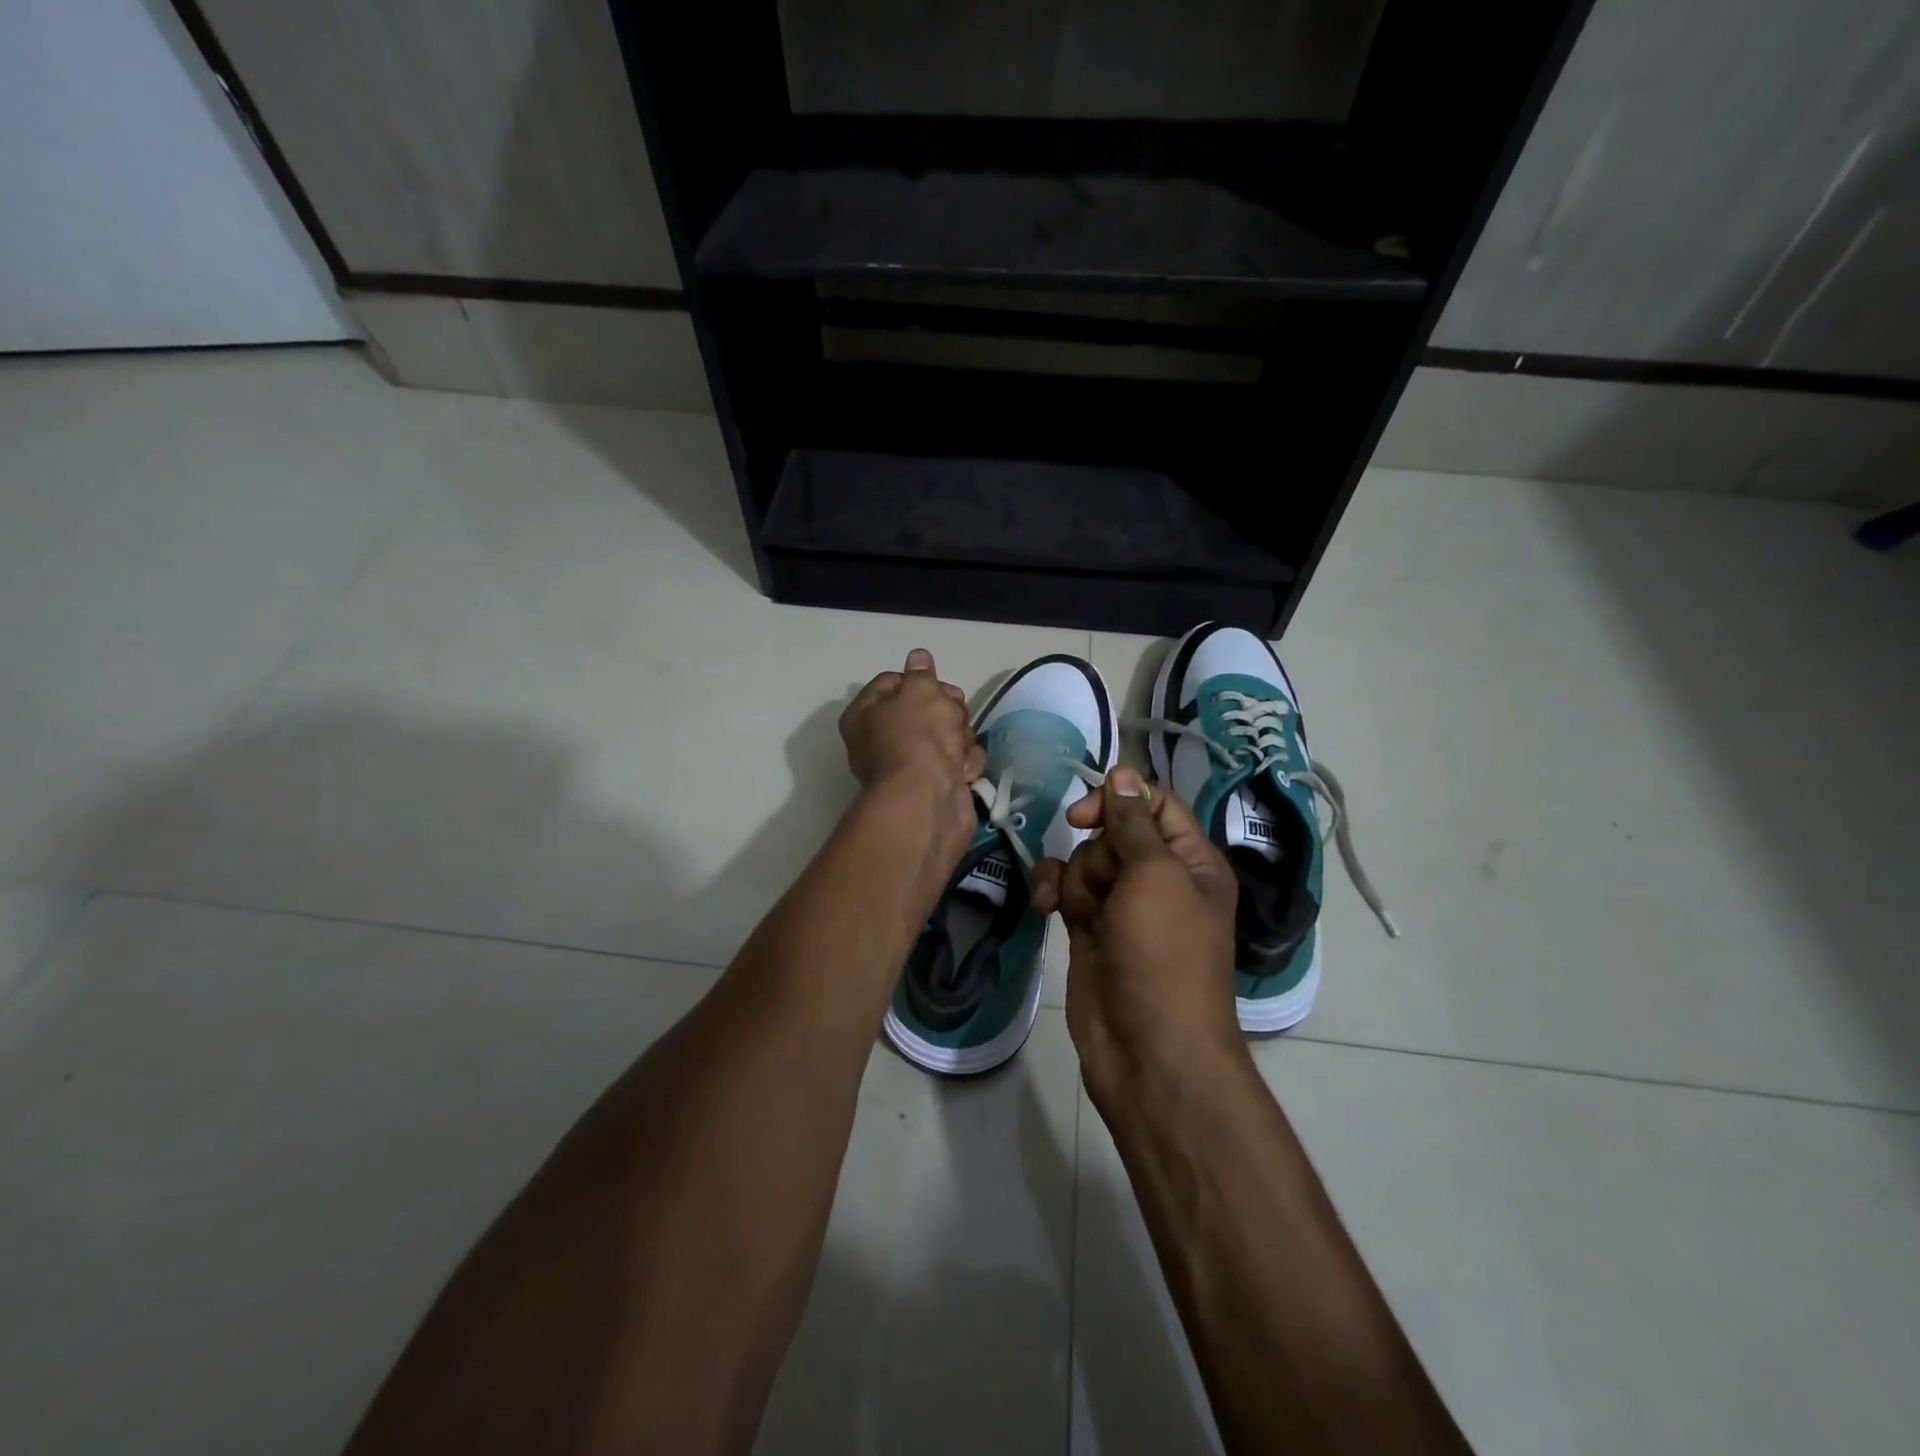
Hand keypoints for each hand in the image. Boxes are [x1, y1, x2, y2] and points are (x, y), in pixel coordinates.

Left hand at [839, 649, 985, 837]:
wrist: (928, 800)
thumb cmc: (916, 738)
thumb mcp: (920, 692)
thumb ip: (921, 674)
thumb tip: (918, 658)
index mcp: (864, 716)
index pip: (891, 683)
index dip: (918, 680)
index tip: (938, 686)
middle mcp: (882, 741)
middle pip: (925, 710)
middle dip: (946, 711)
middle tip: (952, 717)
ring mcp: (910, 766)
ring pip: (947, 735)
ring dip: (960, 739)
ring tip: (956, 751)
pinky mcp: (936, 786)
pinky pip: (957, 763)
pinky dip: (964, 766)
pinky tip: (962, 772)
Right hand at [1033, 767, 1243, 1106]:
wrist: (1148, 1048)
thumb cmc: (1164, 954)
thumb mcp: (1155, 876)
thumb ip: (1132, 822)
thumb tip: (1123, 772)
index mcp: (1191, 861)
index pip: (1154, 805)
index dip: (1119, 801)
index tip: (1085, 814)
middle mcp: (1159, 879)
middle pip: (1113, 833)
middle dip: (1097, 853)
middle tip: (1104, 886)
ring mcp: (1122, 907)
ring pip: (1084, 861)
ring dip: (1074, 878)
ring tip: (1082, 913)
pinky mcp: (1090, 930)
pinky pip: (1065, 890)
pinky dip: (1053, 892)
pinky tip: (1044, 907)